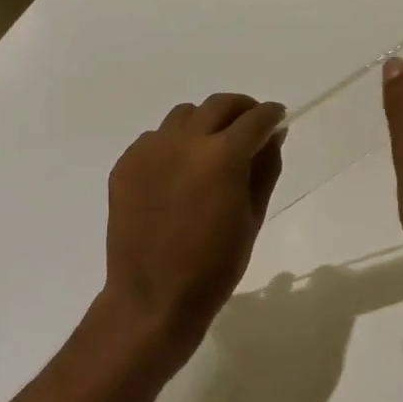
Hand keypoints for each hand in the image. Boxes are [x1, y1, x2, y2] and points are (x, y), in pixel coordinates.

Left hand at [100, 92, 285, 356]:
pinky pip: (155, 138)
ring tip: (213, 147)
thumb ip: (265, 168)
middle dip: (241, 109)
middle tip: (251, 125)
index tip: (278, 118)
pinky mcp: (125, 165)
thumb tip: (273, 135)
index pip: (255, 119)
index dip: (271, 114)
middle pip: (218, 105)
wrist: (154, 296)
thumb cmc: (216, 265)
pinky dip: (174, 143)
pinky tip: (179, 171)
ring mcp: (149, 151)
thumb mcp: (253, 217)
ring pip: (184, 116)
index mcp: (222, 156)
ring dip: (205, 122)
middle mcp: (184, 142)